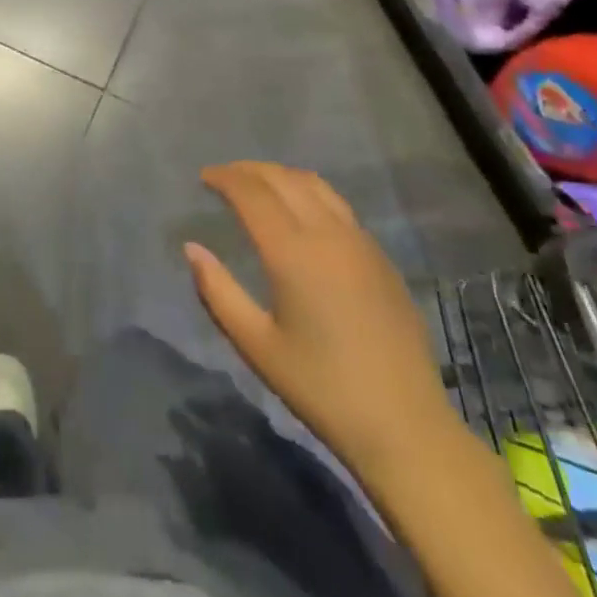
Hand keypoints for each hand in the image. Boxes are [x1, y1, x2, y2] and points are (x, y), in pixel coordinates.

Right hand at [185, 162, 456, 471]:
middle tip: (224, 177)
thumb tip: (192, 248)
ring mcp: (360, 242)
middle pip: (283, 179)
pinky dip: (309, 193)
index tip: (204, 177)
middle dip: (249, 170)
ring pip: (315, 185)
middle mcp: (328, 233)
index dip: (225, 177)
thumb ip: (217, 291)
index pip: (252, 193)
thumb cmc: (320, 387)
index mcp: (292, 252)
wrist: (405, 426)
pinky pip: (338, 205)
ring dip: (281, 176)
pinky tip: (300, 214)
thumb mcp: (256, 344)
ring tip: (259, 186)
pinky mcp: (381, 258)